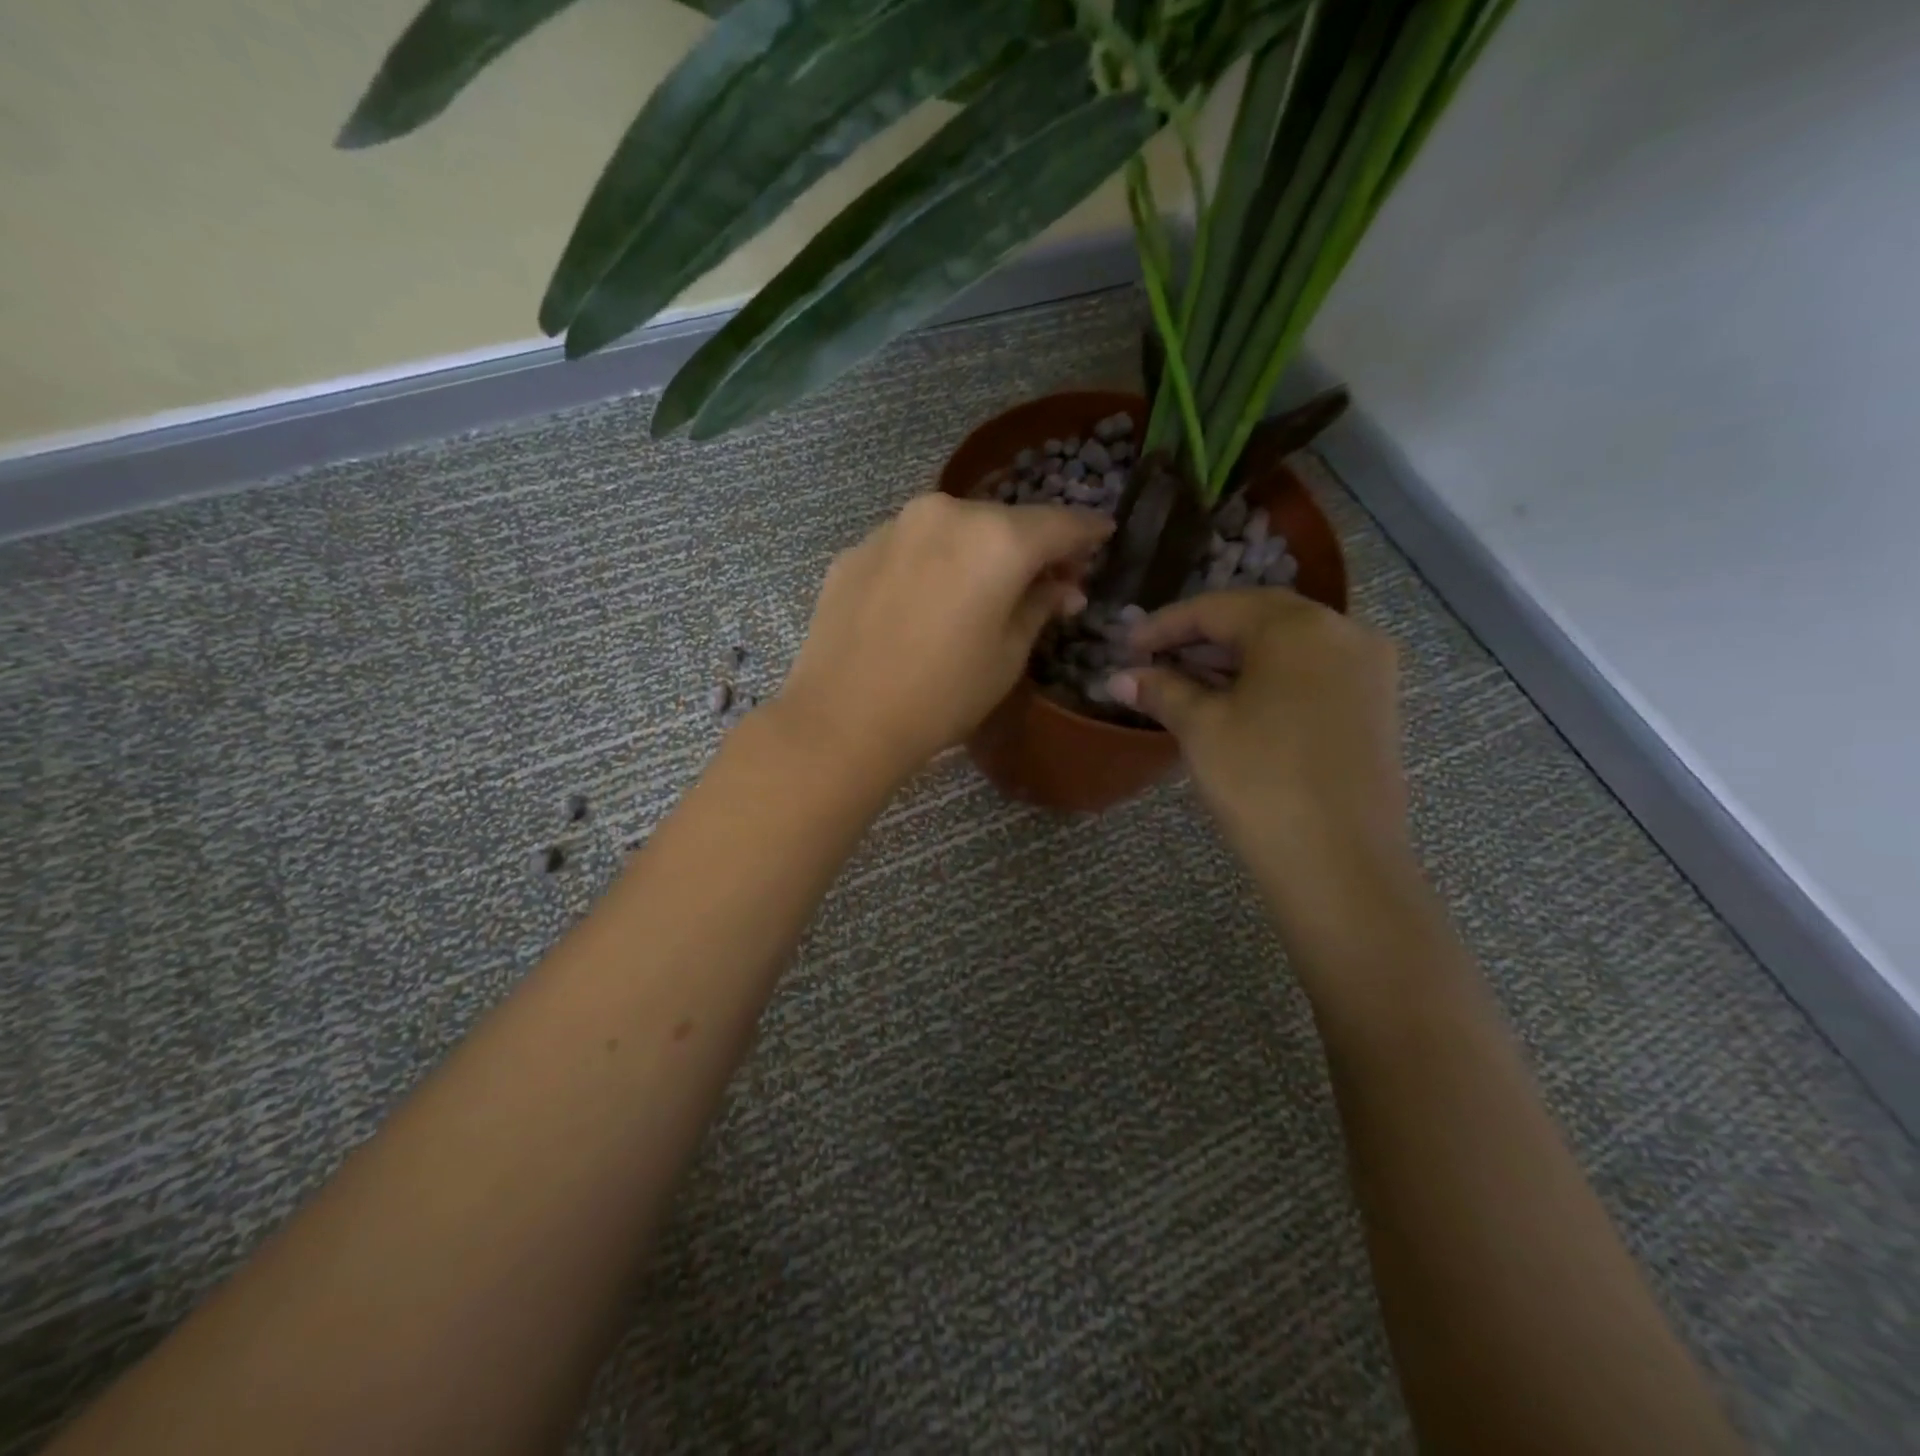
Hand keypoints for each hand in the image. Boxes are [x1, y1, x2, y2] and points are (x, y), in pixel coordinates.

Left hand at [774, 493, 1112, 783]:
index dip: (1086, 532)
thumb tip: (1061, 586)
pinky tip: (925, 602)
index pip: (1058, 523)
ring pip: (953, 529)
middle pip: (1003, 521)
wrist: (842, 719)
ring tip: (982, 590)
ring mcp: (892, 527)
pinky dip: (930, 564)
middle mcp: (944, 514)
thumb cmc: (941, 695)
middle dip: (1029, 546)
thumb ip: (1039, 607)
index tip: (1102, 537)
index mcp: (995, 539)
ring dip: (976, 552)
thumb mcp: (1007, 656)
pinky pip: (910, 548)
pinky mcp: (855, 550)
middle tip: (1045, 578)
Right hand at [1109, 590, 1407, 897]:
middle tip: (1154, 659)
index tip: (1127, 644)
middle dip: (1201, 636)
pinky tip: (1234, 702)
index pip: (1219, 608)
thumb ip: (1161, 691)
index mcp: (1299, 627)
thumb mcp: (1202, 728)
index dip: (1165, 624)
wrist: (1340, 863)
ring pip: (1288, 646)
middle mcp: (1343, 632)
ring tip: (1185, 682)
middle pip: (1258, 618)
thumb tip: (1118, 676)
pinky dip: (1268, 677)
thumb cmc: (1261, 781)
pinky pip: (1311, 672)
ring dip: (1234, 658)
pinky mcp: (1375, 706)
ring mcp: (1368, 670)